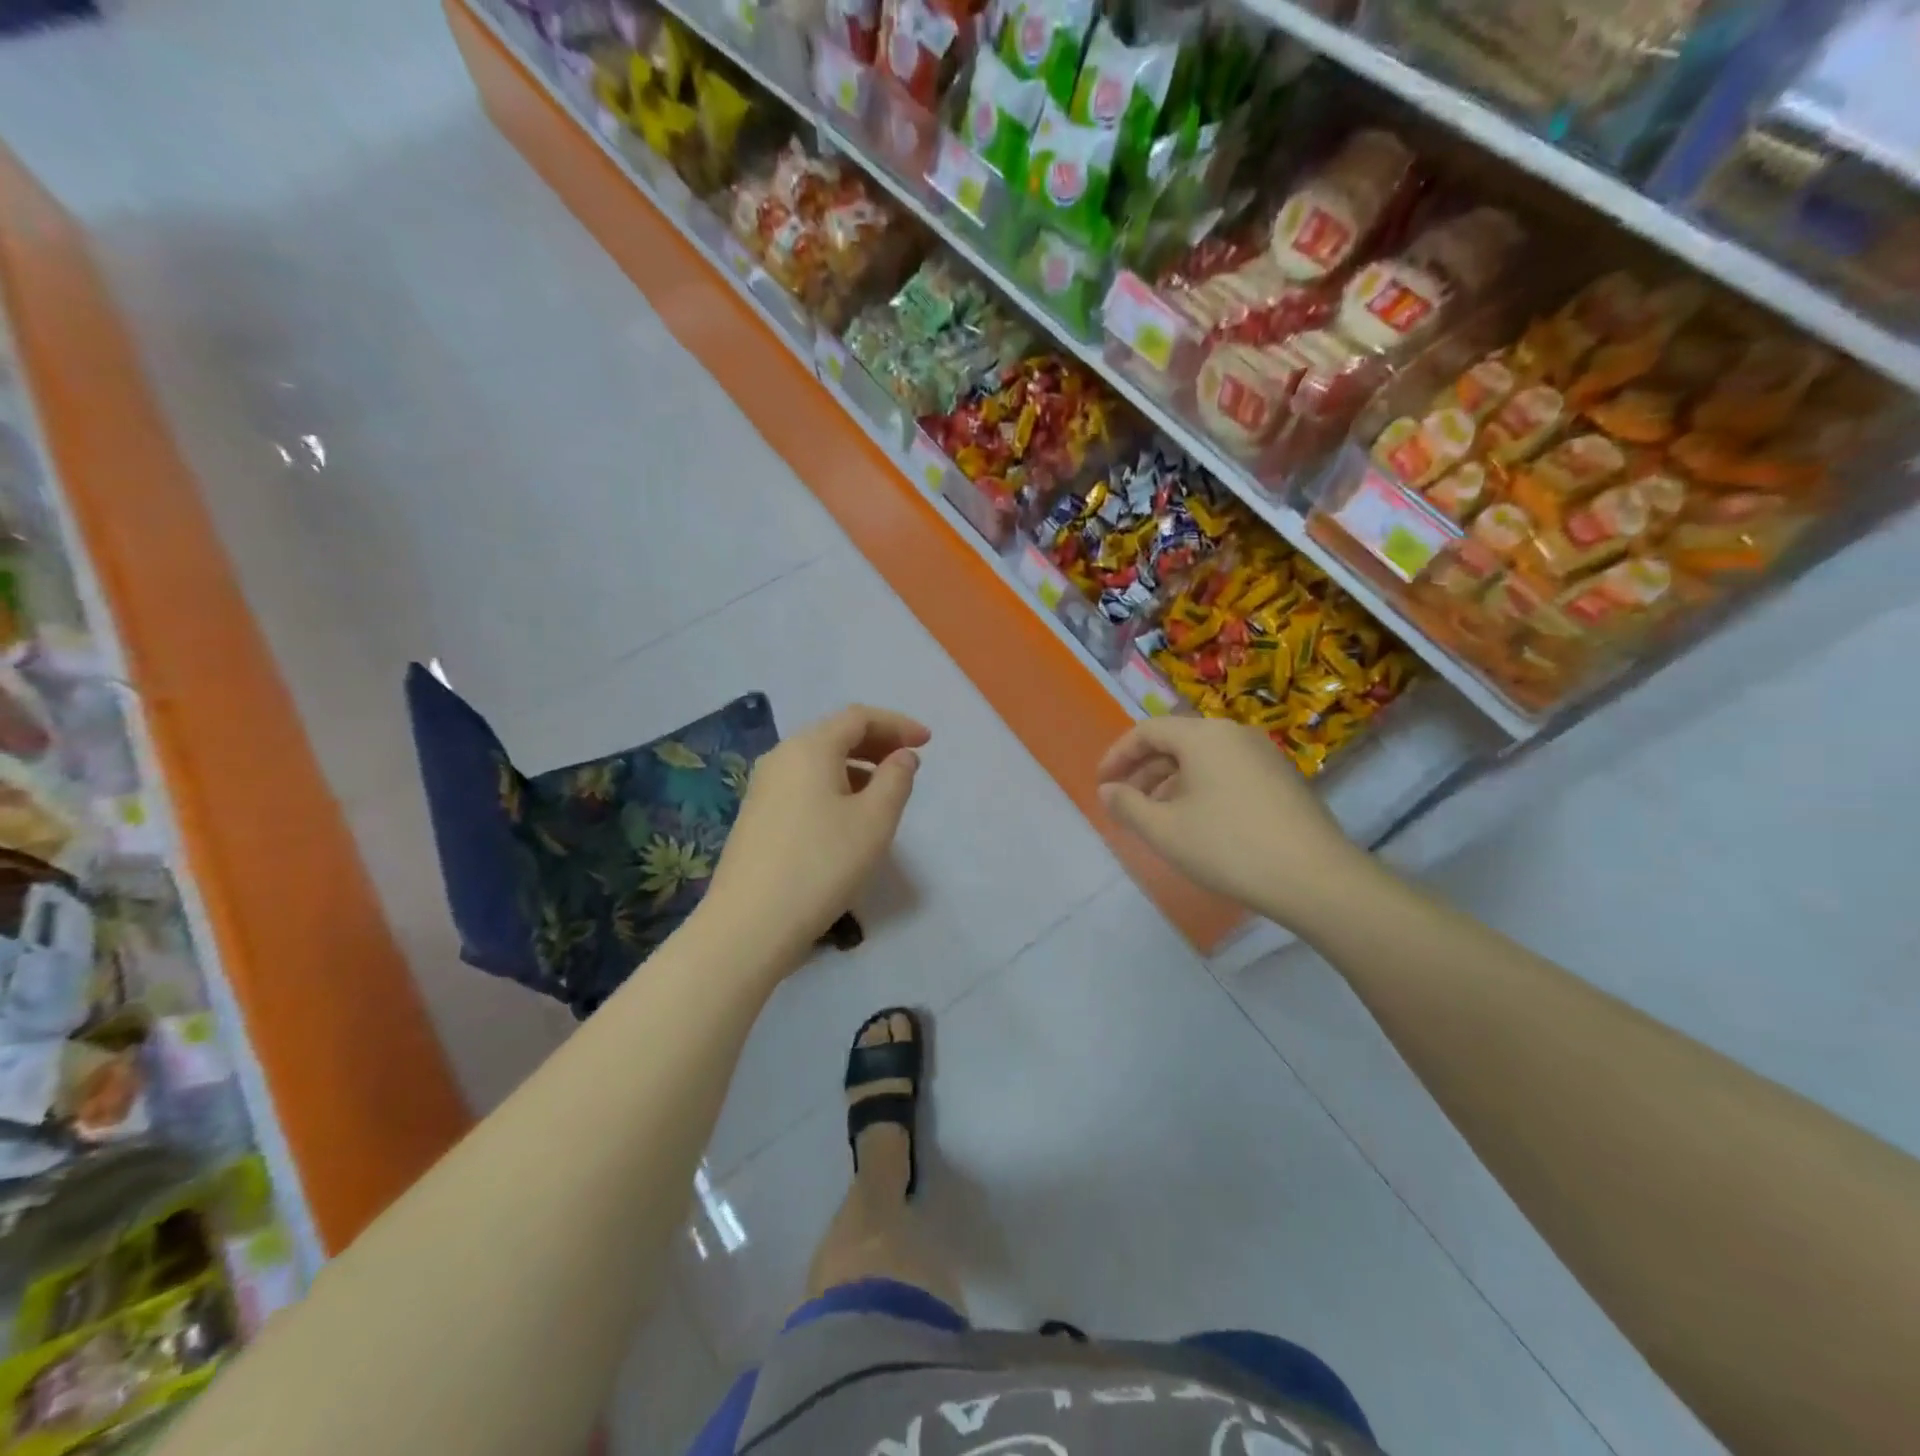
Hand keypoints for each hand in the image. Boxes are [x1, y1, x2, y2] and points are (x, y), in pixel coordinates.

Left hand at [704, 705, 927, 966]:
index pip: (859, 717)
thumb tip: (902, 757)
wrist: (750, 924)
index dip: (897, 724)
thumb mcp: (874, 821)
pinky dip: (835, 786)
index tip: (928, 742)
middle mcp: (781, 757)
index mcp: (810, 747)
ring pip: (818, 761)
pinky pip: (804, 784)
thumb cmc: (822, 864)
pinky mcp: (757, 816)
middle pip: (835, 734)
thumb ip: (896, 780)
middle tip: (909, 764)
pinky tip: (849, 817)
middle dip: (877, 743)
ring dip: (857, 766)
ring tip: (885, 793)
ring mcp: (764, 787)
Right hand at [1096, 716, 1375, 926]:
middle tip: (1125, 804)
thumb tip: (1108, 790)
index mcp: (1203, 736)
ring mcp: (1264, 755)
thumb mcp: (1164, 830)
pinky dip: (1201, 789)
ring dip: (1171, 783)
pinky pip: (1228, 772)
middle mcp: (1234, 734)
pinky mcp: (1282, 779)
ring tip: (1156, 818)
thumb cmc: (1228, 847)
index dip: (1118, 756)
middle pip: (1177, 742)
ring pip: (1203, 759)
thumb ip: (1127, 805)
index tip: (1102, 785)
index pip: (1147, 731)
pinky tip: (1197, 823)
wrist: (1315, 878)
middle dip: (1144, 772)